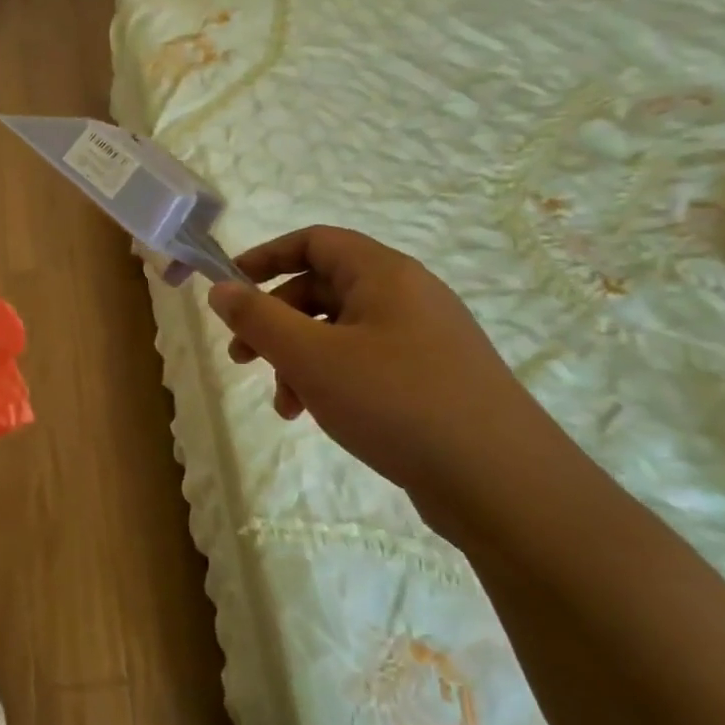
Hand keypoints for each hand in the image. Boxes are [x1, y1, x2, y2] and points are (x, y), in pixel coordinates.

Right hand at [208, 226, 563, 516]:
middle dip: (275, 321)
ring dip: (299, 360)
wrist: (503, 482)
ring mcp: (424, 340)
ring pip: (340, 333)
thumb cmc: (397, 402)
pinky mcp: (432, 380)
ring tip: (284, 404)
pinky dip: (331, 381)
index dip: (266, 258)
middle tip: (241, 357)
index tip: (230, 287)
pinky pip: (366, 364)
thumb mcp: (311, 357)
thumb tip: (221, 289)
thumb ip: (258, 319)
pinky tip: (317, 417)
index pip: (315, 241)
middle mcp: (407, 297)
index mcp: (384, 274)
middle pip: (323, 289)